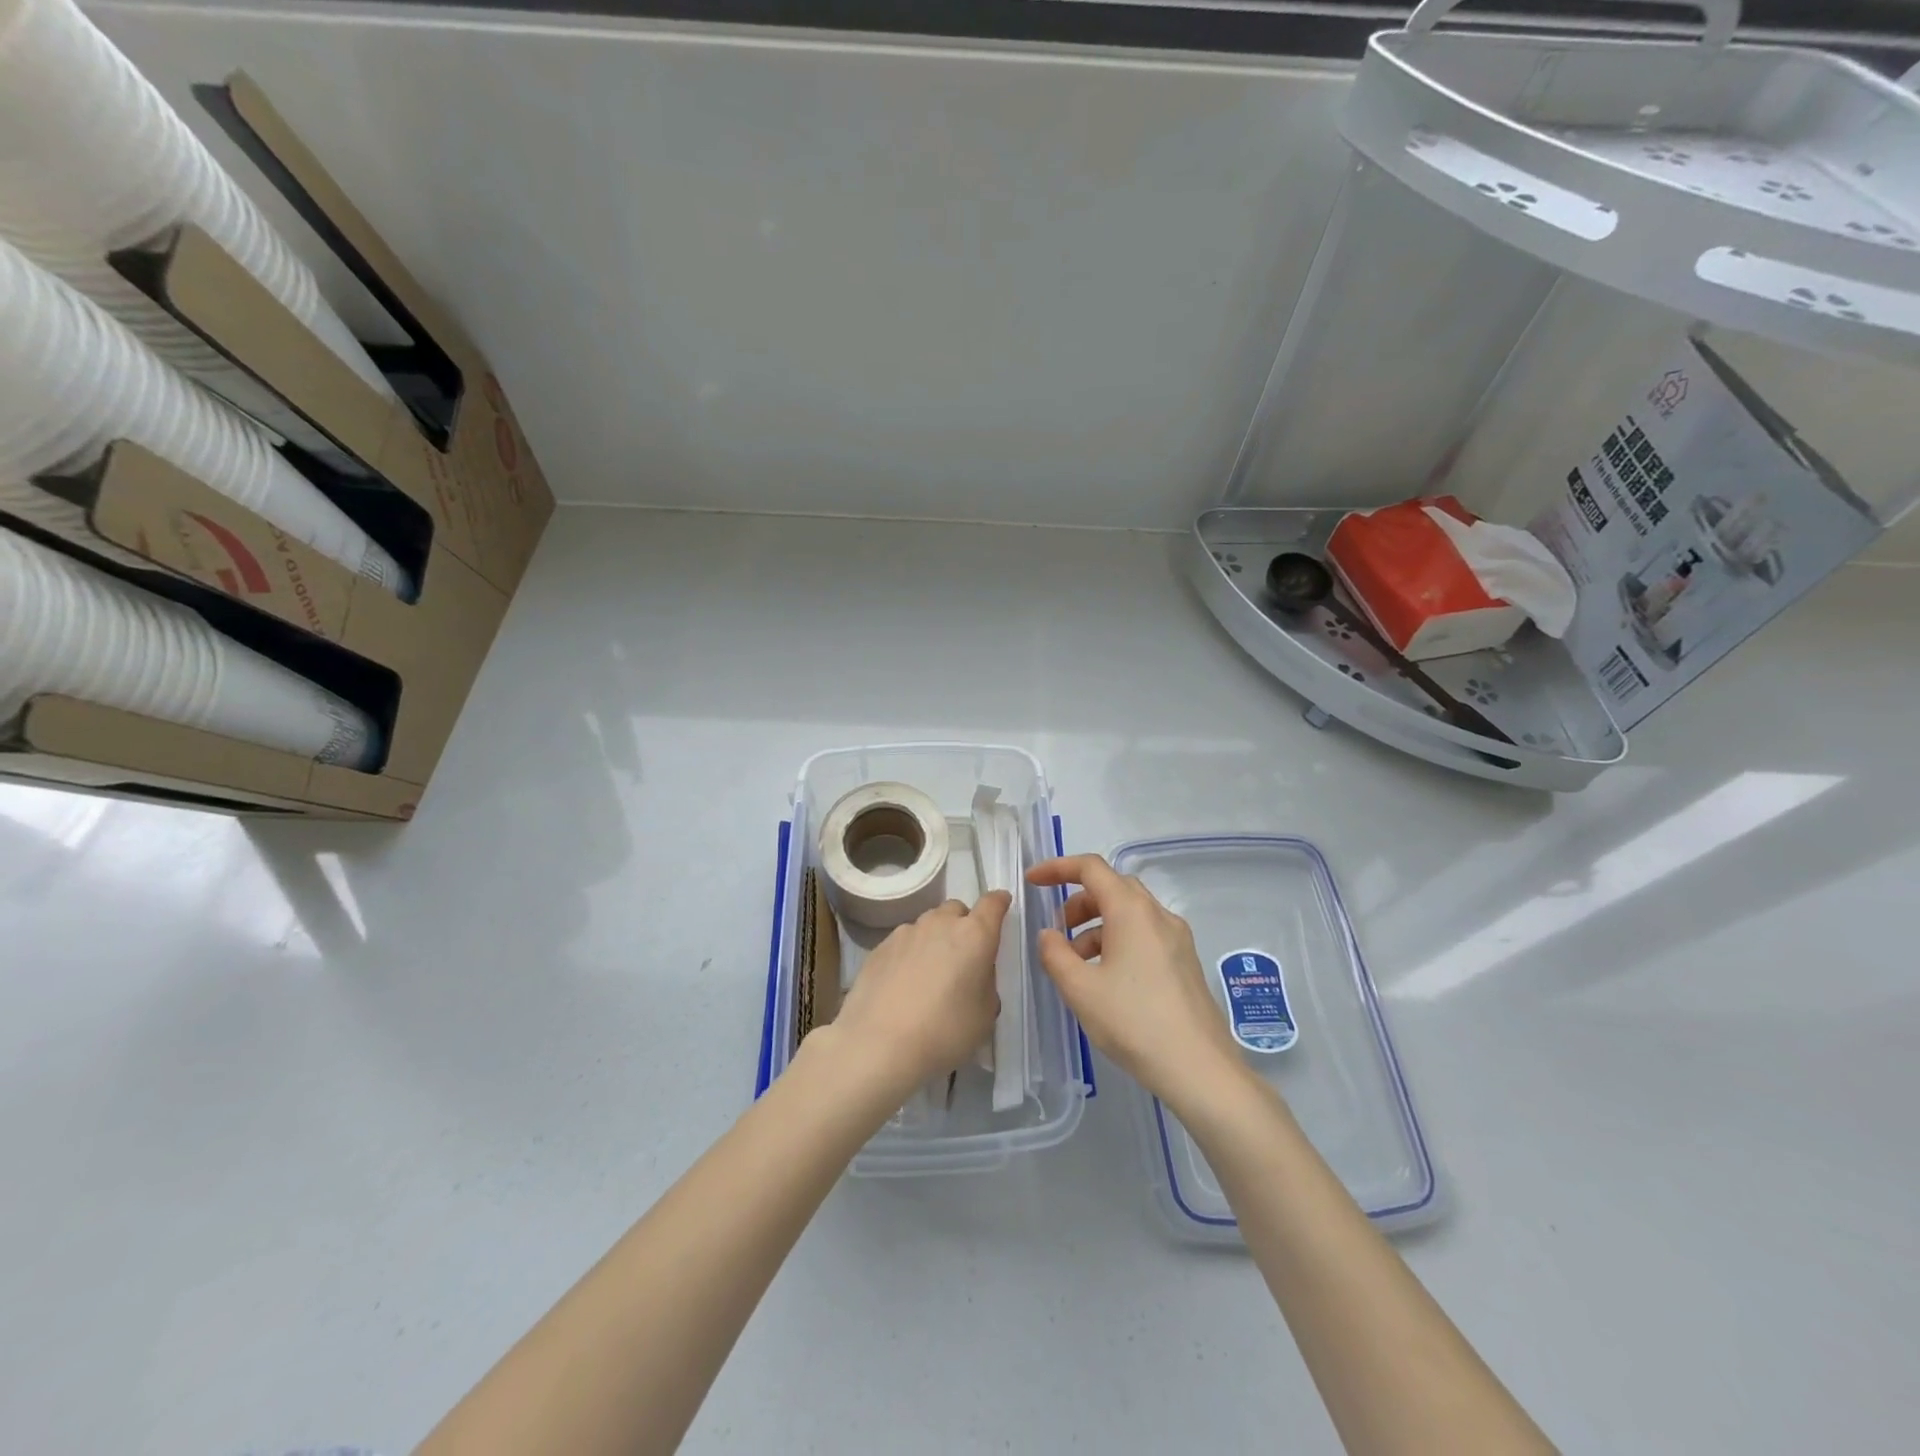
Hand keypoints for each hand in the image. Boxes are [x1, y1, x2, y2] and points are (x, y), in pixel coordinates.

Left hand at [826, 892, 1009, 1101]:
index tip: (1002, 905)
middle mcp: (940, 923)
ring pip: (928, 925)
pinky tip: (904, 984)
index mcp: (974, 935)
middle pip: (957, 910)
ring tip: (930, 974)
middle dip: (964, 925)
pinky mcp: (879, 947)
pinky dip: (910, 954)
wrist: (878, 1045)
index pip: (992, 903)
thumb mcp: (985, 1014)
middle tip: (963, 957)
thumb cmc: (945, 1032)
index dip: (999, 902)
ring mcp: (906, 932)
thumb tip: (974, 973)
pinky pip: (904, 942)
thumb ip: (985, 982)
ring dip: (935, 939)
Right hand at [1026, 854, 1244, 1111]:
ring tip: (1076, 964)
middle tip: (1057, 931)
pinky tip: (1105, 979)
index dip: (1057, 868)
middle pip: (1112, 888)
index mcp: (1132, 910)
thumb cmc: (1134, 1021)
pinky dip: (1117, 941)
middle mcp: (1158, 914)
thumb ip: (1055, 954)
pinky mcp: (1185, 962)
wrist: (1199, 1068)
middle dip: (1078, 901)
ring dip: (1096, 925)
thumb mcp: (1080, 989)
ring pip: (1129, 913)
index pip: (1091, 868)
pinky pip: (1144, 935)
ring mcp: (1177, 938)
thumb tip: (1049, 935)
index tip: (1033, 882)